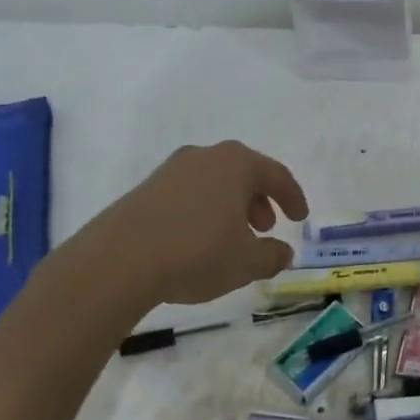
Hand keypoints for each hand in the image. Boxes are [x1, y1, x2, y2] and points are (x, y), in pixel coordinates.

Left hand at [59, 141, 308, 305]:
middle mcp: (205, 157)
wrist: (118, 260)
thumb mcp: (245, 262)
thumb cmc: (197, 252)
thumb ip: (271, 256)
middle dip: (259, 200)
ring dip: (230, 207)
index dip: (292, 197)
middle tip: (266, 227)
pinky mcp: (146, 189)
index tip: (300, 218)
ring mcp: (171, 170)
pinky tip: (199, 241)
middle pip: (243, 173)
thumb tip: (284, 253)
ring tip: (233, 238)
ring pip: (214, 183)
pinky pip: (188, 194)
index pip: (276, 174)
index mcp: (237, 163)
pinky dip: (203, 211)